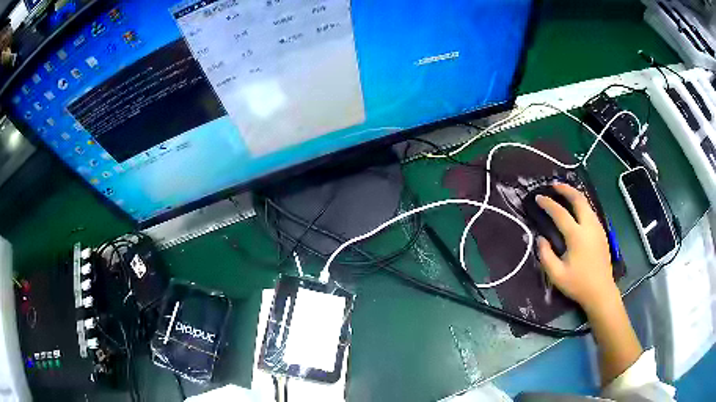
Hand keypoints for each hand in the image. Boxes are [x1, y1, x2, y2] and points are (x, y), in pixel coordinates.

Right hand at [536, 183, 618, 311]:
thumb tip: (541, 238)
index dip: (548, 204)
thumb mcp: (557, 275)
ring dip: (575, 195)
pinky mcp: (602, 233)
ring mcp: (598, 228)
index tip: (538, 198)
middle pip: (579, 199)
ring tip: (564, 194)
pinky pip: (591, 212)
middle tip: (554, 185)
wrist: (601, 292)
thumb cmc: (578, 284)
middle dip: (566, 189)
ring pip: (587, 204)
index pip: (560, 213)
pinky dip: (581, 205)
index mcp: (577, 236)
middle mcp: (589, 226)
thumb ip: (546, 255)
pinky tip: (576, 210)